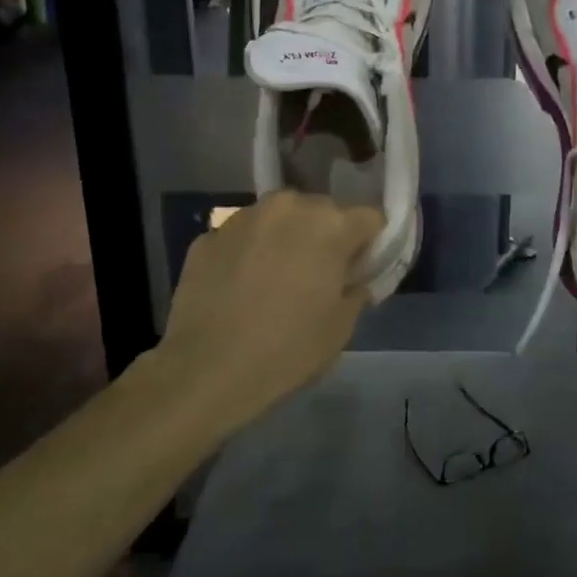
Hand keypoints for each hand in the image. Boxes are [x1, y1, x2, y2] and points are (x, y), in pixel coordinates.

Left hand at [157, 191, 382, 431]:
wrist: (206, 369)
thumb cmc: (288, 349)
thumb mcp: (341, 327)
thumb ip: (357, 290)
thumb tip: (353, 279)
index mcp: (331, 225)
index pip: (370, 218)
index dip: (370, 244)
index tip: (361, 269)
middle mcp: (289, 207)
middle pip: (322, 212)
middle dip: (326, 236)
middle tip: (318, 275)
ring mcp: (244, 217)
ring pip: (279, 219)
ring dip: (285, 239)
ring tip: (276, 279)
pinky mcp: (208, 235)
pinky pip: (243, 237)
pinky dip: (249, 253)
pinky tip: (241, 288)